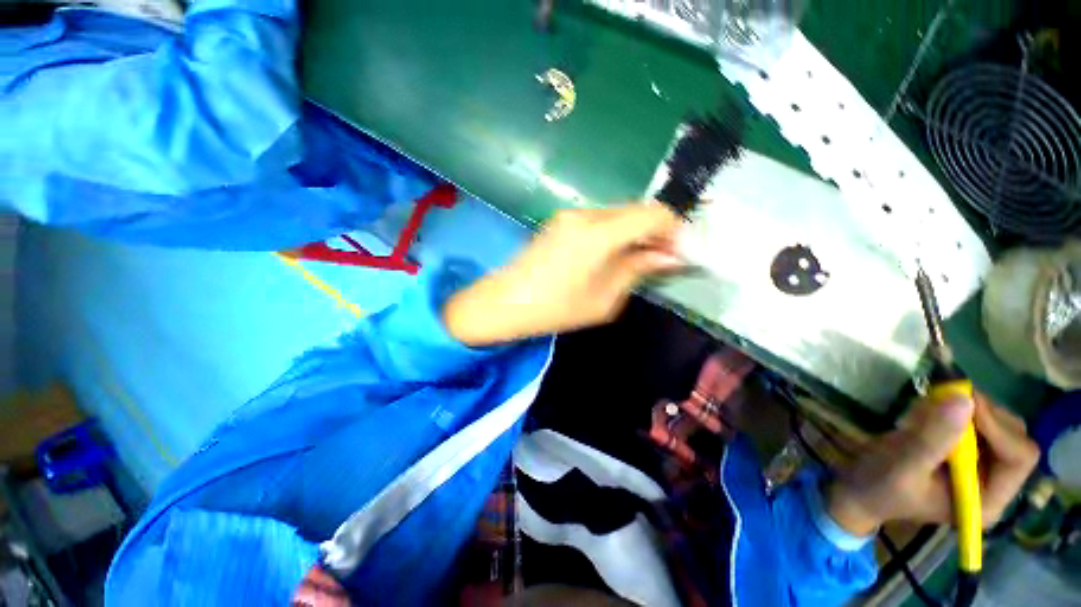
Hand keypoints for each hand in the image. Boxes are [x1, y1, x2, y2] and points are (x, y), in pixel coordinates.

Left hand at [444, 204, 682, 346]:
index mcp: (599, 233)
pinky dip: (617, 233)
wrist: (505, 302)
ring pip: (619, 214)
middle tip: (664, 260)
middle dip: (657, 232)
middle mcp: (586, 214)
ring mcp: (571, 214)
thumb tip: (671, 256)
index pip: (654, 214)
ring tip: (640, 260)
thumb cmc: (556, 308)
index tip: (681, 254)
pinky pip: (601, 220)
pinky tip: (616, 255)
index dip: (675, 230)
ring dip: (637, 232)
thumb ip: (638, 270)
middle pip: (637, 210)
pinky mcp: (562, 221)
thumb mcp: (604, 298)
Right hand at [825, 393, 1039, 535]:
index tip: (962, 403)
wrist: (858, 489)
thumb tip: (964, 400)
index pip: (1019, 458)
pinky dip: (956, 408)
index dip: (998, 427)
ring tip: (930, 406)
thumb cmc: (879, 486)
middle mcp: (993, 483)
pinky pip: (978, 421)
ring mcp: (981, 467)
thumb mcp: (901, 465)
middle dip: (984, 414)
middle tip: (947, 397)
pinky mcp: (965, 452)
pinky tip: (928, 411)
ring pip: (998, 424)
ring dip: (969, 409)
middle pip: (1014, 437)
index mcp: (986, 500)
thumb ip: (932, 438)